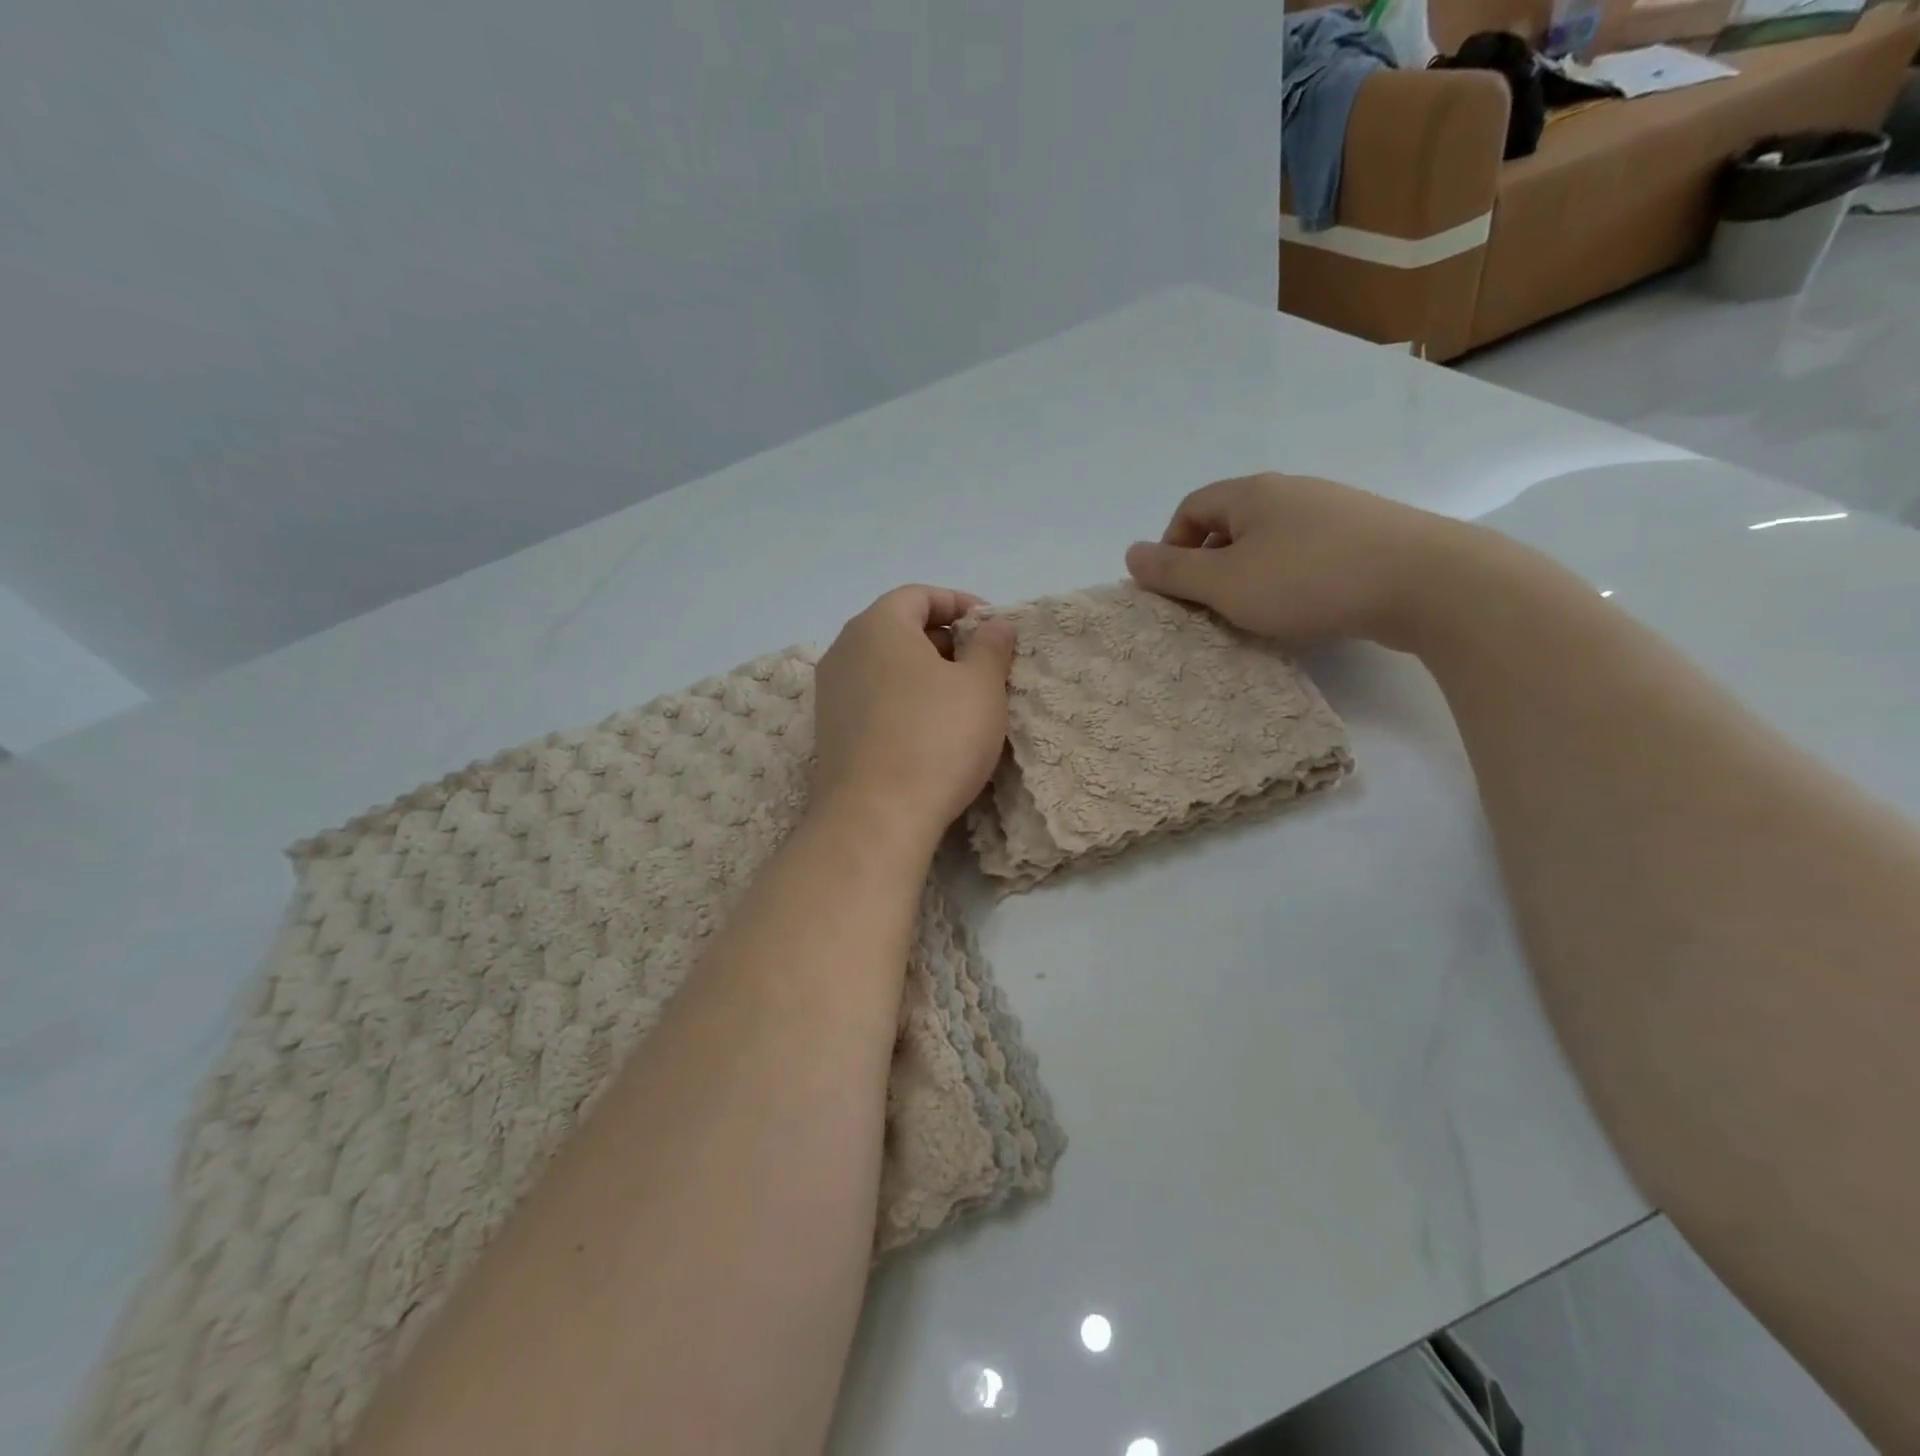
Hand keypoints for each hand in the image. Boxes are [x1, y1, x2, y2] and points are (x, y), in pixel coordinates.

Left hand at [811, 585, 1017, 846]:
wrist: (875, 817)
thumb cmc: (936, 738)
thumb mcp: (981, 687)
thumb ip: (991, 647)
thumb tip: (994, 625)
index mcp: (877, 626)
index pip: (918, 595)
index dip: (959, 604)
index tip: (992, 627)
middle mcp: (844, 650)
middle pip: (898, 629)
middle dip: (944, 640)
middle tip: (982, 665)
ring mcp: (830, 693)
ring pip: (884, 667)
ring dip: (923, 673)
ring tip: (960, 699)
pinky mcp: (830, 732)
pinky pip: (872, 699)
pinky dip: (902, 700)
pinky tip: (929, 730)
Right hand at [1124, 473, 1459, 649]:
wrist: (1427, 582)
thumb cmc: (1309, 580)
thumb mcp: (1227, 583)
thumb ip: (1174, 572)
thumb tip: (1130, 553)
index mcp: (1252, 493)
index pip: (1192, 508)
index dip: (1171, 547)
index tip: (1174, 590)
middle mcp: (1291, 492)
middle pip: (1231, 524)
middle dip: (1211, 566)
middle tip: (1211, 609)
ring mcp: (1334, 511)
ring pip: (1271, 541)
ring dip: (1250, 576)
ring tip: (1255, 615)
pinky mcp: (1368, 536)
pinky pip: (1308, 554)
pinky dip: (1290, 580)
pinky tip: (1303, 609)